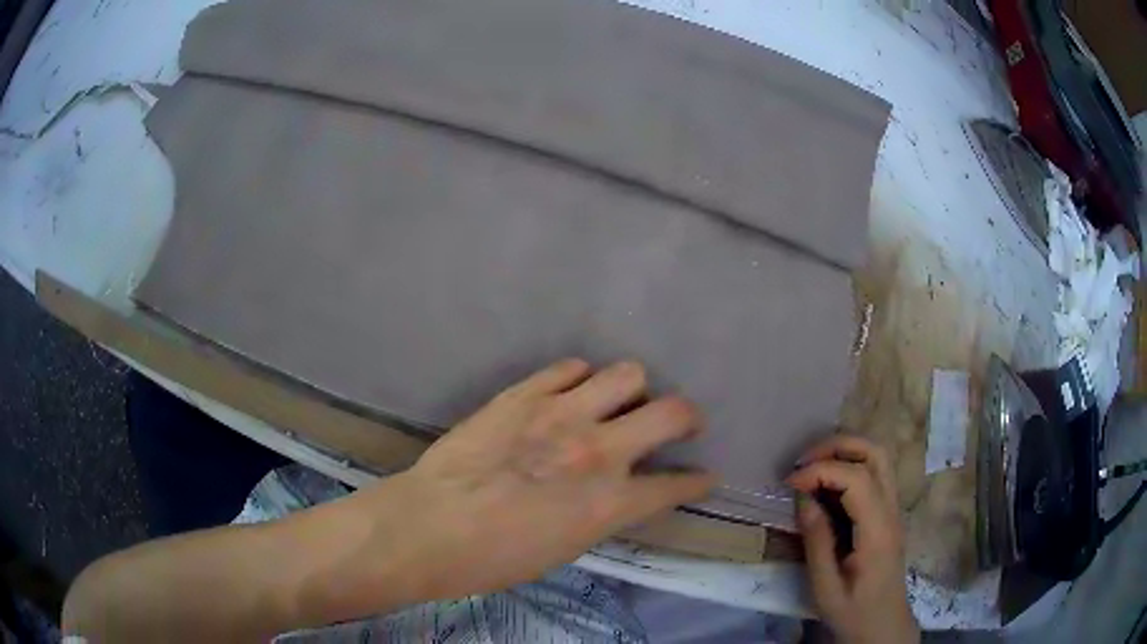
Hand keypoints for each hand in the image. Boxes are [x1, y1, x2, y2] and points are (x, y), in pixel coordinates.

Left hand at [308, 359, 714, 618]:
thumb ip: (602, 513)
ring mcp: (562, 414)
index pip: (677, 485)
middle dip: (686, 417)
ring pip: (627, 373)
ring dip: (632, 389)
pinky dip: (580, 378)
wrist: (431, 526)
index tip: (703, 476)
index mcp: (611, 503)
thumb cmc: (495, 559)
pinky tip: (570, 391)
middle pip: (673, 411)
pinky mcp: (524, 394)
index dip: (697, 481)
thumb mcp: (566, 549)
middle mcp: (599, 451)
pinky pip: (569, 367)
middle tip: (679, 423)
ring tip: (617, 401)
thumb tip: (617, 493)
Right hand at [787, 435, 919, 643]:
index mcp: (877, 530)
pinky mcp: (888, 513)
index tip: (790, 483)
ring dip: (844, 452)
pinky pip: (873, 474)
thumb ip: (817, 541)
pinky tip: (826, 485)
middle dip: (837, 446)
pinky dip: (849, 466)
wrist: (883, 625)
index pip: (856, 479)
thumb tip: (803, 497)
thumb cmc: (853, 612)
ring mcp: (893, 509)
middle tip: (803, 462)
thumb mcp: (825, 587)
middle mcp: (891, 510)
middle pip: (875, 453)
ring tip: (811, 468)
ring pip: (877, 458)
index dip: (821, 470)